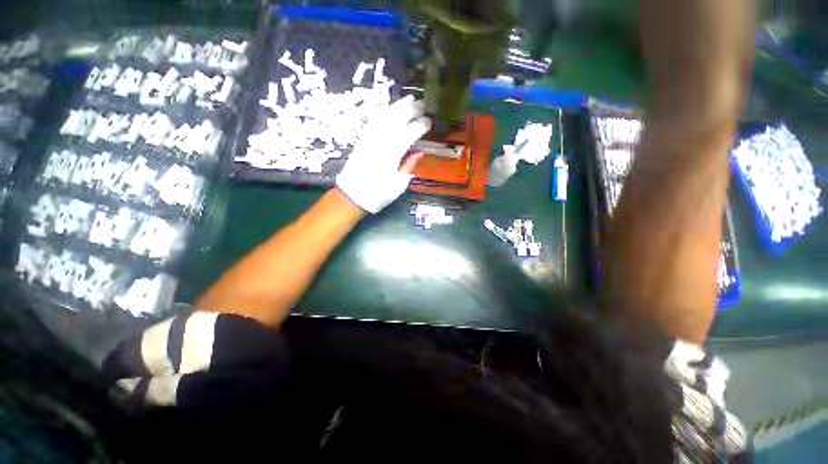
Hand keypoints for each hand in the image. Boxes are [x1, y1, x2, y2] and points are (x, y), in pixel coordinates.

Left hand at [336, 95, 431, 212]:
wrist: (352, 194)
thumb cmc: (378, 194)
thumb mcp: (398, 185)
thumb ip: (409, 166)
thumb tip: (419, 152)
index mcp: (392, 154)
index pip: (409, 132)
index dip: (421, 125)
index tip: (429, 122)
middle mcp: (381, 141)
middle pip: (398, 118)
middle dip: (412, 109)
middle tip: (424, 105)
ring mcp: (370, 137)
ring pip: (386, 115)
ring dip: (399, 105)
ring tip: (411, 99)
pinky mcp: (363, 137)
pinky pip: (374, 119)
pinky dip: (385, 110)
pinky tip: (391, 107)